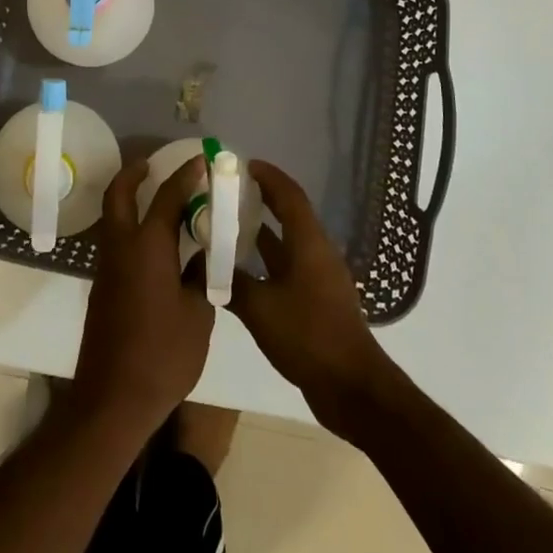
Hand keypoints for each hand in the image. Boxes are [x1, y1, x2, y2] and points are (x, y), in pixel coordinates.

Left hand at [67, 156, 215, 443]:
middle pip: (119, 194)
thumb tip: (202, 254)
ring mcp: (107, 266)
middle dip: (134, 173)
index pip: (168, 197)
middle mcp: (122, 247)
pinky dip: (131, 227)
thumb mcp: (198, 314)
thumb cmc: (163, 355)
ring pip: (114, 217)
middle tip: (153, 164)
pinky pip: (116, 240)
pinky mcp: (103, 286)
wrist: (113, 398)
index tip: (200, 160)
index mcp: (148, 247)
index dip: (185, 175)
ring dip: (130, 199)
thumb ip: (201, 276)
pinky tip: (156, 243)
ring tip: (160, 200)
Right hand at [230, 160, 394, 435]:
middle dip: (262, 199)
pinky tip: (242, 269)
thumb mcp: (260, 308)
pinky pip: (288, 266)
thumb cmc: (308, 337)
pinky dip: (266, 259)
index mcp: (309, 244)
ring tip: (228, 224)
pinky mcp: (317, 300)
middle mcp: (317, 253)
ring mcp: (320, 278)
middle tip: (229, 191)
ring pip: (288, 243)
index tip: (243, 165)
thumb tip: (201, 262)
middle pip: (289, 215)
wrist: (351, 388)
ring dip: (262, 231)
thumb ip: (230, 283)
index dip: (268, 177)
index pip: (289, 196)